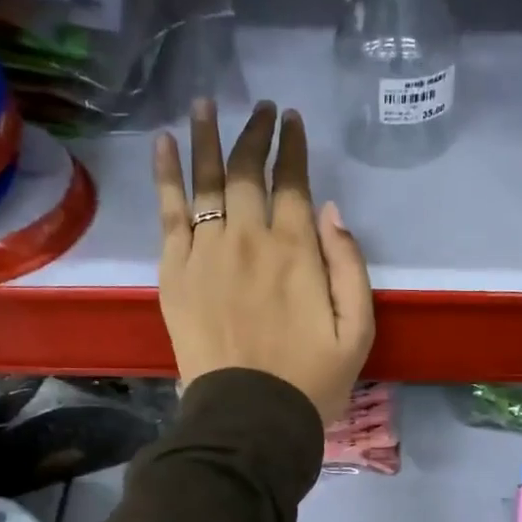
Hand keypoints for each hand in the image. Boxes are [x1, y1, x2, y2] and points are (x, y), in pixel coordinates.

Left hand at [153, 100, 373, 424]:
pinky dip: (166, 175)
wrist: (249, 418)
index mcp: (296, 251)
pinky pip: (168, 212)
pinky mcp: (175, 272)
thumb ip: (350, 267)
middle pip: (248, 171)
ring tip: (206, 103)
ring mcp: (206, 253)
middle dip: (256, 133)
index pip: (293, 182)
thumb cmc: (311, 380)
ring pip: (206, 180)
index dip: (292, 147)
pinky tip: (163, 144)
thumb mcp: (358, 332)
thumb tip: (331, 211)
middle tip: (261, 108)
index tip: (292, 120)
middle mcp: (248, 239)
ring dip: (207, 136)